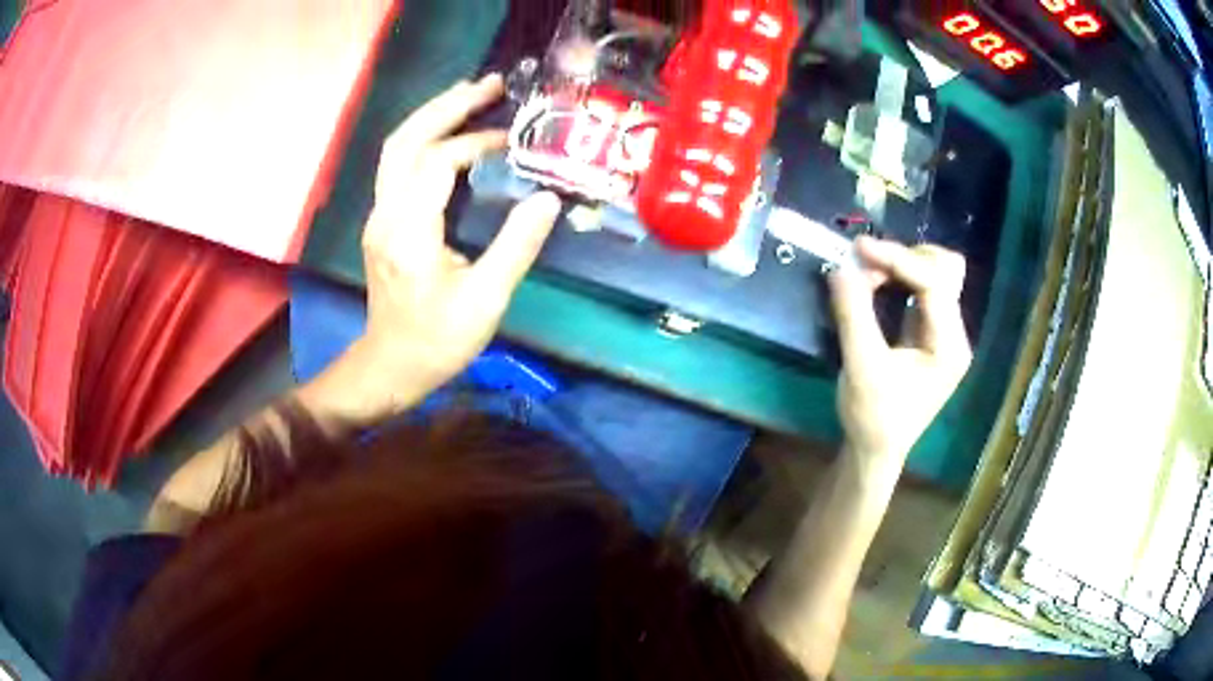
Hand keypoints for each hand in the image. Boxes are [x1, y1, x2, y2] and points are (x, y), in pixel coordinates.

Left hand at [322, 74, 561, 420]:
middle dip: (447, 106)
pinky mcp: (383, 222)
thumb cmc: (437, 341)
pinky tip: (451, 136)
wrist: (391, 367)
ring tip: (471, 96)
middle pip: (405, 140)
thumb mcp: (486, 299)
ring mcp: (379, 216)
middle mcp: (386, 214)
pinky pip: (399, 166)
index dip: (474, 144)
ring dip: (432, 117)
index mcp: (409, 231)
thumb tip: (547, 199)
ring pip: (396, 149)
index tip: (511, 143)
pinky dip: (425, 140)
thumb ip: (517, 245)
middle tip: (489, 84)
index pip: (436, 162)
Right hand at [827, 237, 971, 480]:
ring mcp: (943, 332)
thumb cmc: (873, 417)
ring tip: (867, 272)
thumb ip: (854, 315)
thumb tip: (840, 268)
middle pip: (945, 270)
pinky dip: (899, 278)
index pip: (934, 283)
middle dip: (906, 258)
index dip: (898, 259)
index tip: (859, 249)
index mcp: (949, 345)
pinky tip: (876, 282)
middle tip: (866, 262)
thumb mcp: (861, 367)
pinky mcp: (928, 333)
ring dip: (902, 265)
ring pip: (936, 274)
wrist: (875, 452)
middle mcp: (954, 334)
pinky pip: (922, 289)